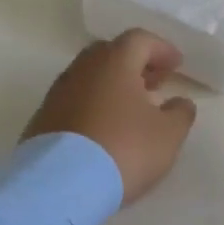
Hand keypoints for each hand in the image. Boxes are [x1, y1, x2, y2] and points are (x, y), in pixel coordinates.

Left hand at [23, 31, 197, 204]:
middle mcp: (82, 69)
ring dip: (113, 86)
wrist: (61, 185)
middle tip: (154, 83)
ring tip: (131, 110)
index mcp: (114, 62)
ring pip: (90, 78)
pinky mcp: (43, 119)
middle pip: (111, 54)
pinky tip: (104, 130)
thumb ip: (180, 113)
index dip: (162, 49)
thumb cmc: (124, 150)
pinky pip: (74, 101)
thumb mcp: (168, 135)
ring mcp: (57, 93)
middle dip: (136, 65)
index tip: (176, 65)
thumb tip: (180, 102)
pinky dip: (93, 106)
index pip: (140, 40)